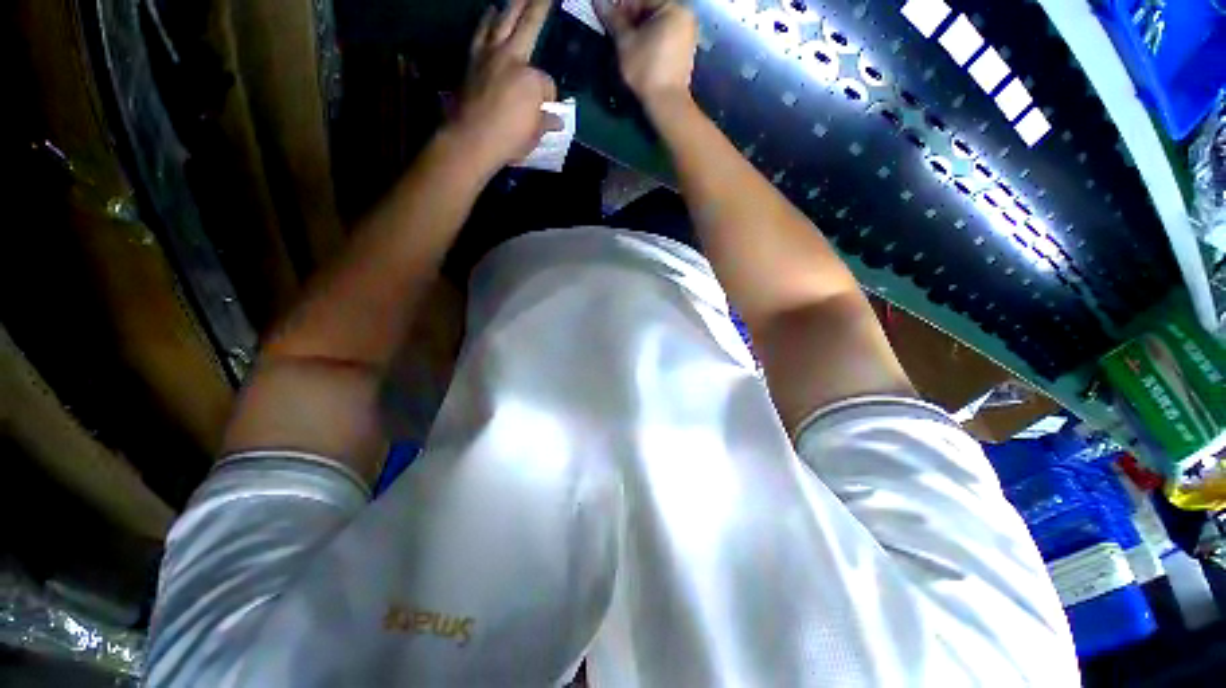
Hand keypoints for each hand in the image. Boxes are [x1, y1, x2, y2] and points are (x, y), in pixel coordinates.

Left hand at [450, 0, 559, 171]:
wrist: (471, 139)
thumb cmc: (509, 139)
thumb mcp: (535, 135)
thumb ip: (545, 122)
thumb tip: (556, 120)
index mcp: (532, 79)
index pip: (547, 83)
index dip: (548, 98)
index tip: (545, 111)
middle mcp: (512, 57)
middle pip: (528, 25)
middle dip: (538, 7)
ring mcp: (489, 55)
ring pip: (501, 21)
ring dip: (511, 6)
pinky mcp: (472, 60)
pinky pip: (481, 33)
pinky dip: (487, 22)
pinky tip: (490, 15)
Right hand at [598, 0, 696, 106]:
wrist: (666, 104)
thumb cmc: (646, 70)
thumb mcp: (625, 43)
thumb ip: (613, 19)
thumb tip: (598, 1)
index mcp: (674, 8)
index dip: (622, 6)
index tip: (608, 16)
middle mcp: (685, 17)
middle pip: (652, 9)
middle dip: (631, 17)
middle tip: (614, 28)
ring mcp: (687, 35)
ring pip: (658, 24)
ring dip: (640, 28)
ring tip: (624, 40)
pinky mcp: (684, 52)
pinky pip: (664, 37)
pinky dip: (651, 39)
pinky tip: (638, 50)